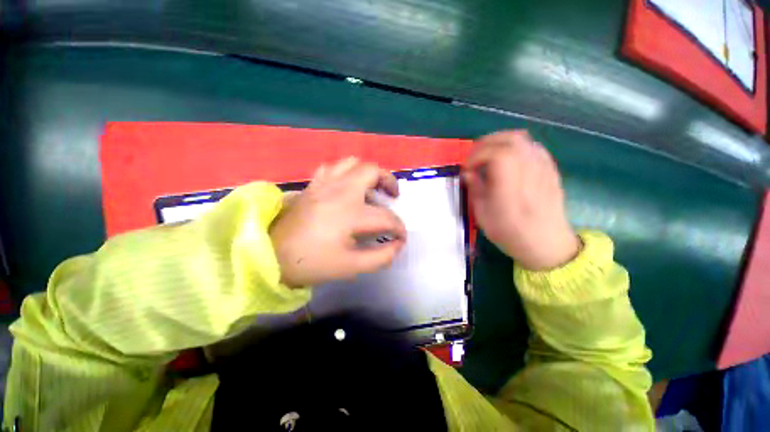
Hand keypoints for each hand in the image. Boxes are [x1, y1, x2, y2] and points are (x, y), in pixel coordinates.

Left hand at [270, 157, 406, 286]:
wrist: (272, 256)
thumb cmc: (313, 263)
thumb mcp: (351, 267)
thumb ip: (381, 257)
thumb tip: (397, 245)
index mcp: (351, 213)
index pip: (386, 217)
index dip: (399, 228)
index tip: (401, 238)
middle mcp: (340, 191)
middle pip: (372, 171)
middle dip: (389, 182)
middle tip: (392, 196)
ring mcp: (324, 184)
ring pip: (353, 163)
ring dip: (368, 174)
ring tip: (372, 189)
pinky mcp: (313, 184)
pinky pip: (333, 168)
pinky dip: (346, 173)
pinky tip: (347, 187)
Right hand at [464, 130, 578, 270]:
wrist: (548, 244)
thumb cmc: (511, 234)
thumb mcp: (484, 217)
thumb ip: (475, 190)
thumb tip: (468, 173)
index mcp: (511, 188)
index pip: (498, 154)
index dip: (477, 156)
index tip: (467, 169)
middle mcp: (530, 173)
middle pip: (510, 139)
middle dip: (486, 143)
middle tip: (474, 157)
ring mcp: (543, 168)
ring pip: (522, 139)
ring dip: (499, 142)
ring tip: (487, 156)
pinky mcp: (550, 168)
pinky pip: (531, 146)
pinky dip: (514, 147)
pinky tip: (507, 160)